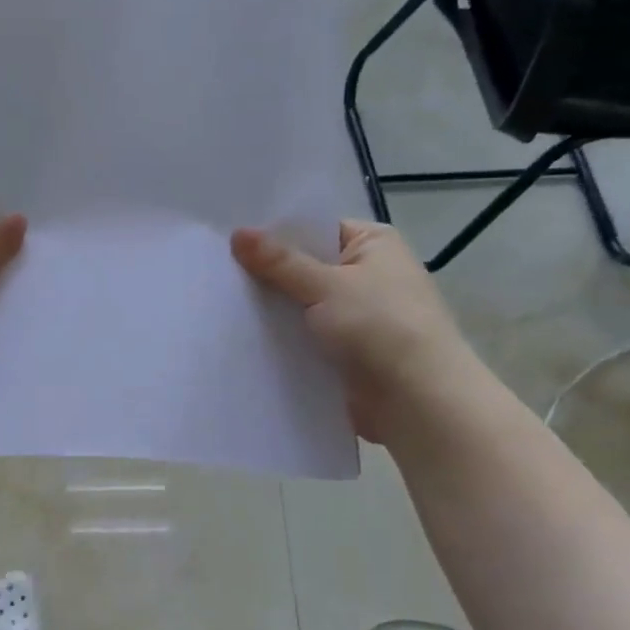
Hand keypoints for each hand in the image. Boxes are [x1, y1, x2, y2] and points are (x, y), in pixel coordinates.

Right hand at [231, 221, 480, 442]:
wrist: (416, 401)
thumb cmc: (380, 327)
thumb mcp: (326, 285)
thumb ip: (279, 262)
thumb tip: (238, 233)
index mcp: (373, 244)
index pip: (314, 228)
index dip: (274, 233)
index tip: (229, 237)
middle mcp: (366, 275)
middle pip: (303, 267)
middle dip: (265, 273)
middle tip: (213, 270)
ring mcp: (354, 316)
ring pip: (299, 305)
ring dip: (269, 309)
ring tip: (215, 301)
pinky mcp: (342, 352)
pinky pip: (302, 337)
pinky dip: (279, 338)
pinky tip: (238, 337)